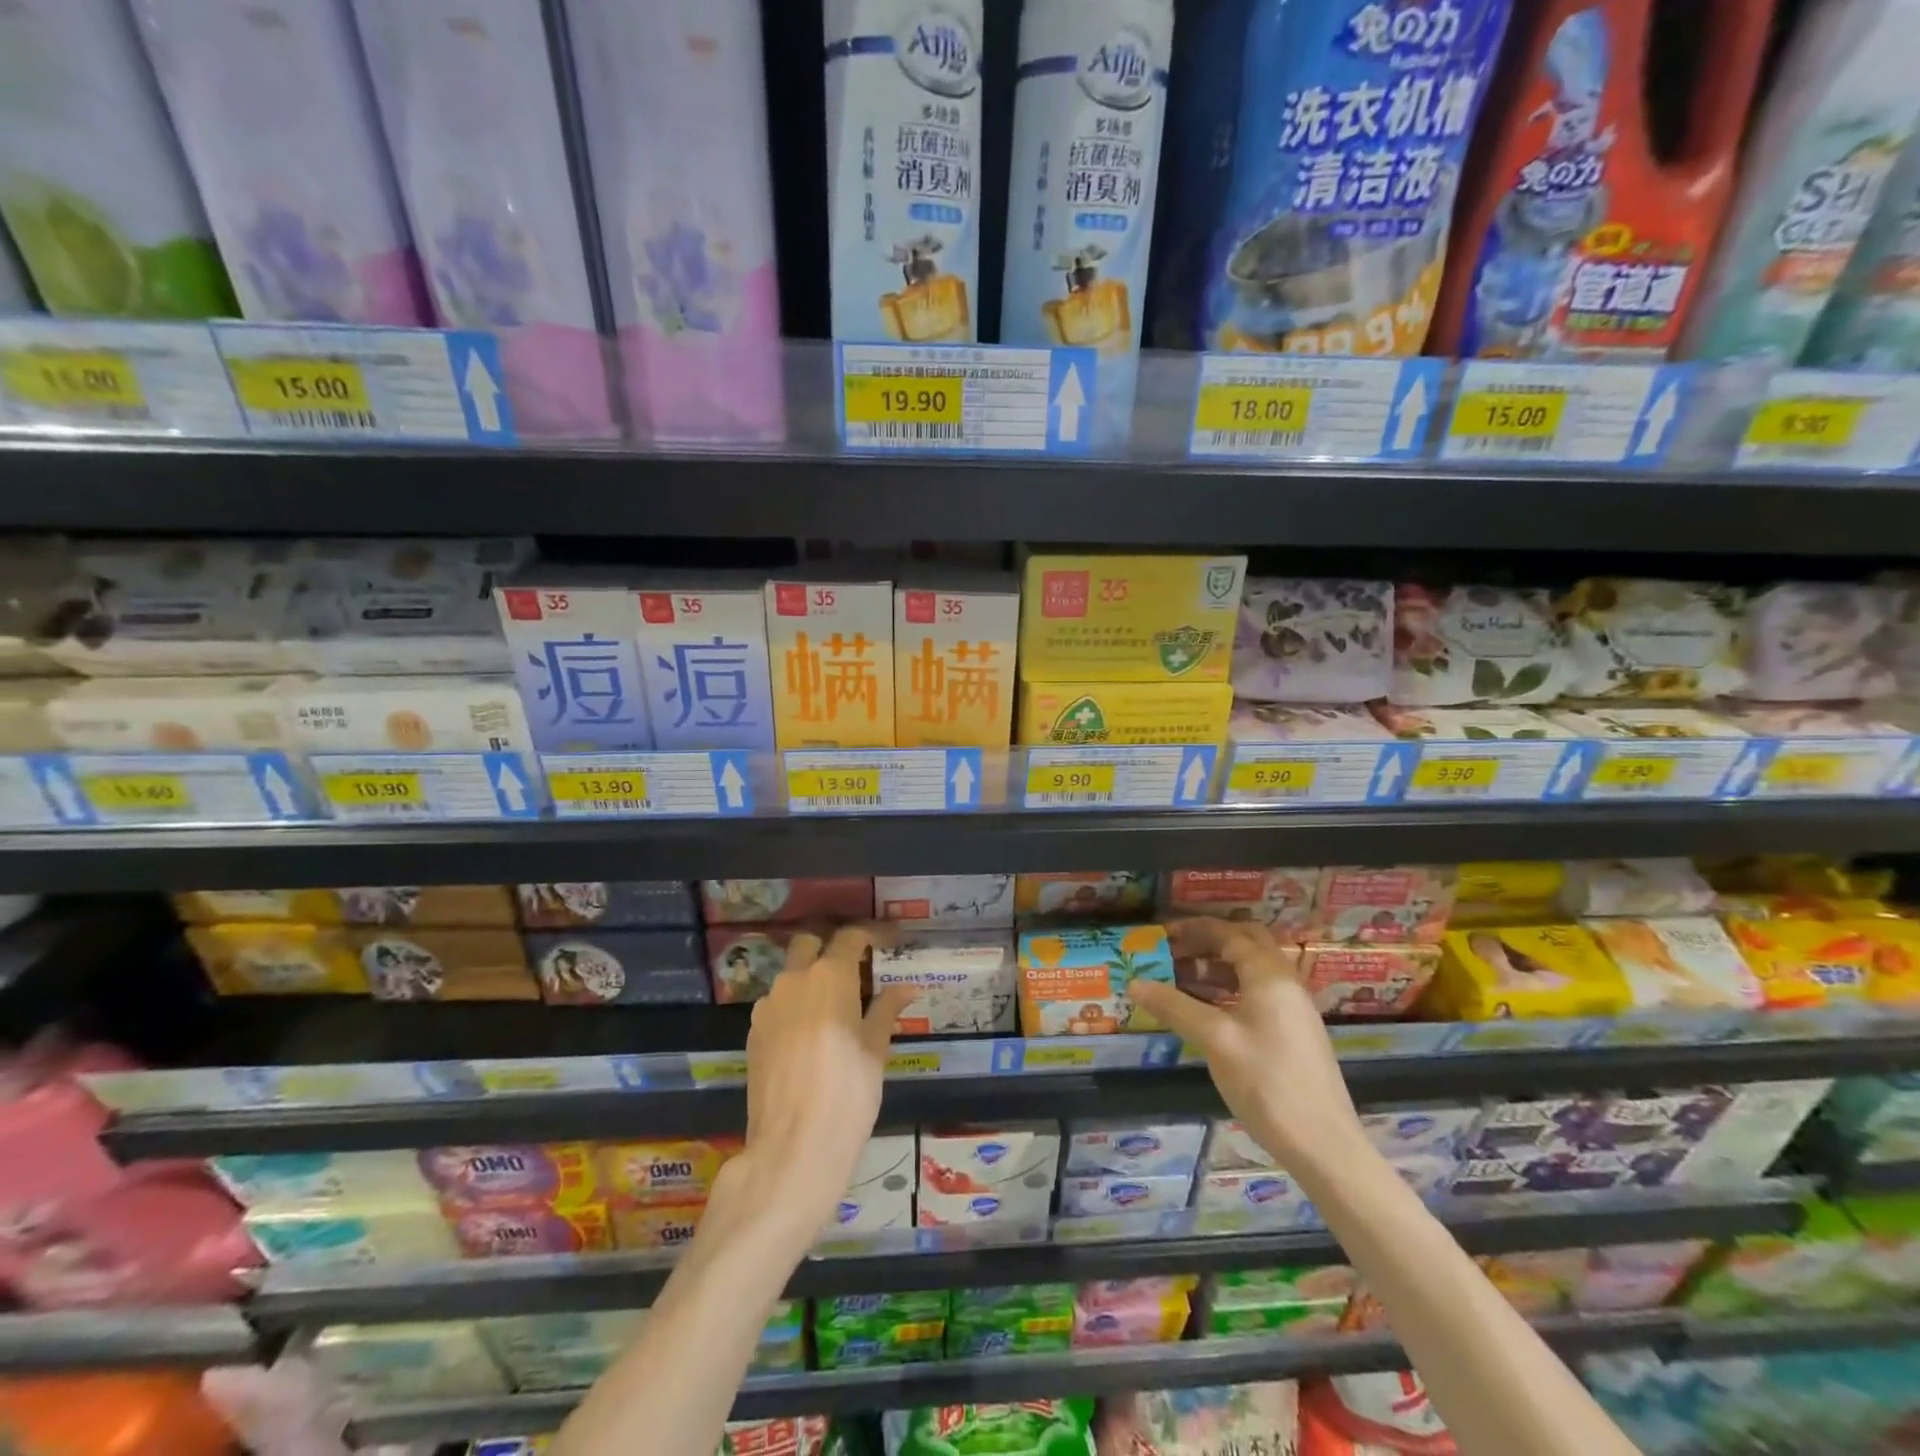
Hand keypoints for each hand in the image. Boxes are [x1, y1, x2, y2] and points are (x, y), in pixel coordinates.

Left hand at [720, 925, 912, 1239]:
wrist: (792, 1148)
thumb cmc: (848, 1094)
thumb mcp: (876, 1050)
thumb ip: (886, 1010)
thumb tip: (906, 987)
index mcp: (830, 976)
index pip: (850, 937)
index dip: (872, 933)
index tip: (890, 940)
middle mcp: (794, 979)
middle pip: (810, 943)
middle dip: (832, 945)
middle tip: (857, 964)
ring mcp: (768, 1005)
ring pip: (790, 972)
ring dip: (812, 975)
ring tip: (836, 1002)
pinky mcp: (753, 1032)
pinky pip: (778, 1002)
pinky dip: (796, 1002)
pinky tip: (812, 1030)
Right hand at [1131, 919, 1365, 1175]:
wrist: (1323, 1145)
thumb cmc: (1266, 1082)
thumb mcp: (1214, 1040)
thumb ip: (1174, 1006)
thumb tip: (1134, 984)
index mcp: (1269, 975)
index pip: (1229, 934)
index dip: (1193, 929)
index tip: (1162, 934)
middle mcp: (1285, 982)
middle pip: (1246, 944)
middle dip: (1209, 941)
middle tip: (1175, 951)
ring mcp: (1294, 1008)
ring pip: (1252, 970)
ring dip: (1218, 966)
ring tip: (1181, 979)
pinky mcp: (1294, 1032)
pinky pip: (1258, 993)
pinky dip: (1230, 989)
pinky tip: (1207, 1010)